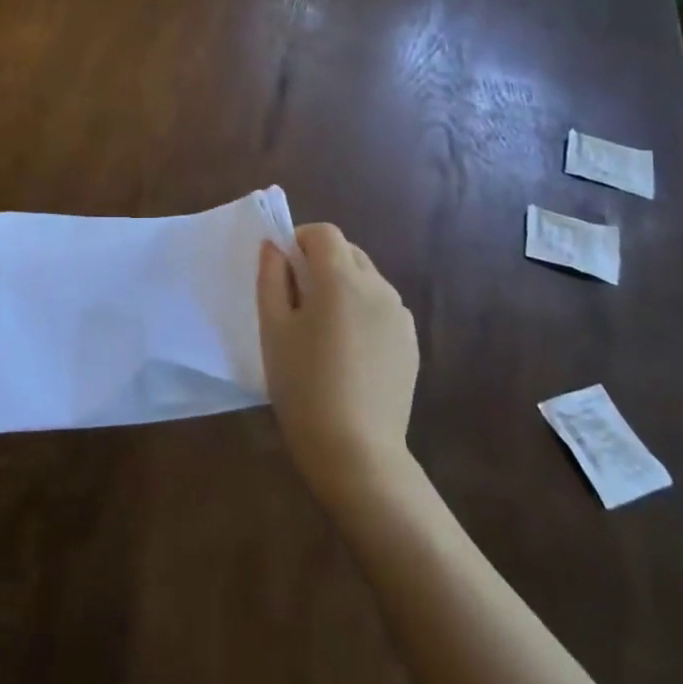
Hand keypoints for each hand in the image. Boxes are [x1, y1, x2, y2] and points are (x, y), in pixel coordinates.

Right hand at [257, 223, 418, 499]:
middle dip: (321, 262)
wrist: (355, 450)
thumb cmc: (303, 385)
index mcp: (341, 279)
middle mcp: (378, 287)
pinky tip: (349, 352)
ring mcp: (400, 316)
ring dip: (344, 286)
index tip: (283, 270)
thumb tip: (273, 246)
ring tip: (324, 329)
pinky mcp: (411, 342)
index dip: (300, 240)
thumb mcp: (273, 329)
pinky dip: (363, 311)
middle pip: (348, 252)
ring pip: (367, 279)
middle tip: (297, 300)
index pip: (324, 233)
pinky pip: (383, 308)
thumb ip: (271, 278)